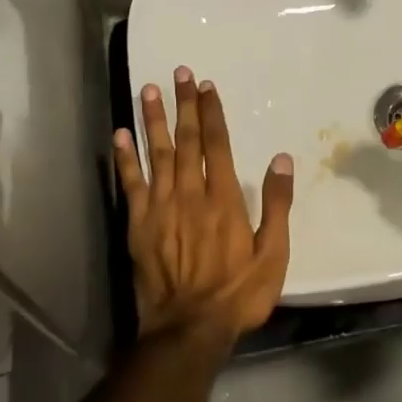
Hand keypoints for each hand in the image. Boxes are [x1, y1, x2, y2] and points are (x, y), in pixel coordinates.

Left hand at [114, 66, 293, 347]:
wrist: (189, 328)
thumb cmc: (238, 294)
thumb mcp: (273, 254)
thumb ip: (277, 205)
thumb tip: (281, 160)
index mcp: (223, 199)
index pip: (217, 144)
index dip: (211, 113)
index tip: (206, 86)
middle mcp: (189, 194)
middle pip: (186, 141)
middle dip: (183, 105)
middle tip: (178, 73)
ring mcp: (160, 208)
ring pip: (156, 154)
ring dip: (153, 121)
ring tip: (148, 90)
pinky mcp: (138, 225)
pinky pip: (130, 184)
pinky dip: (125, 159)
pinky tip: (119, 135)